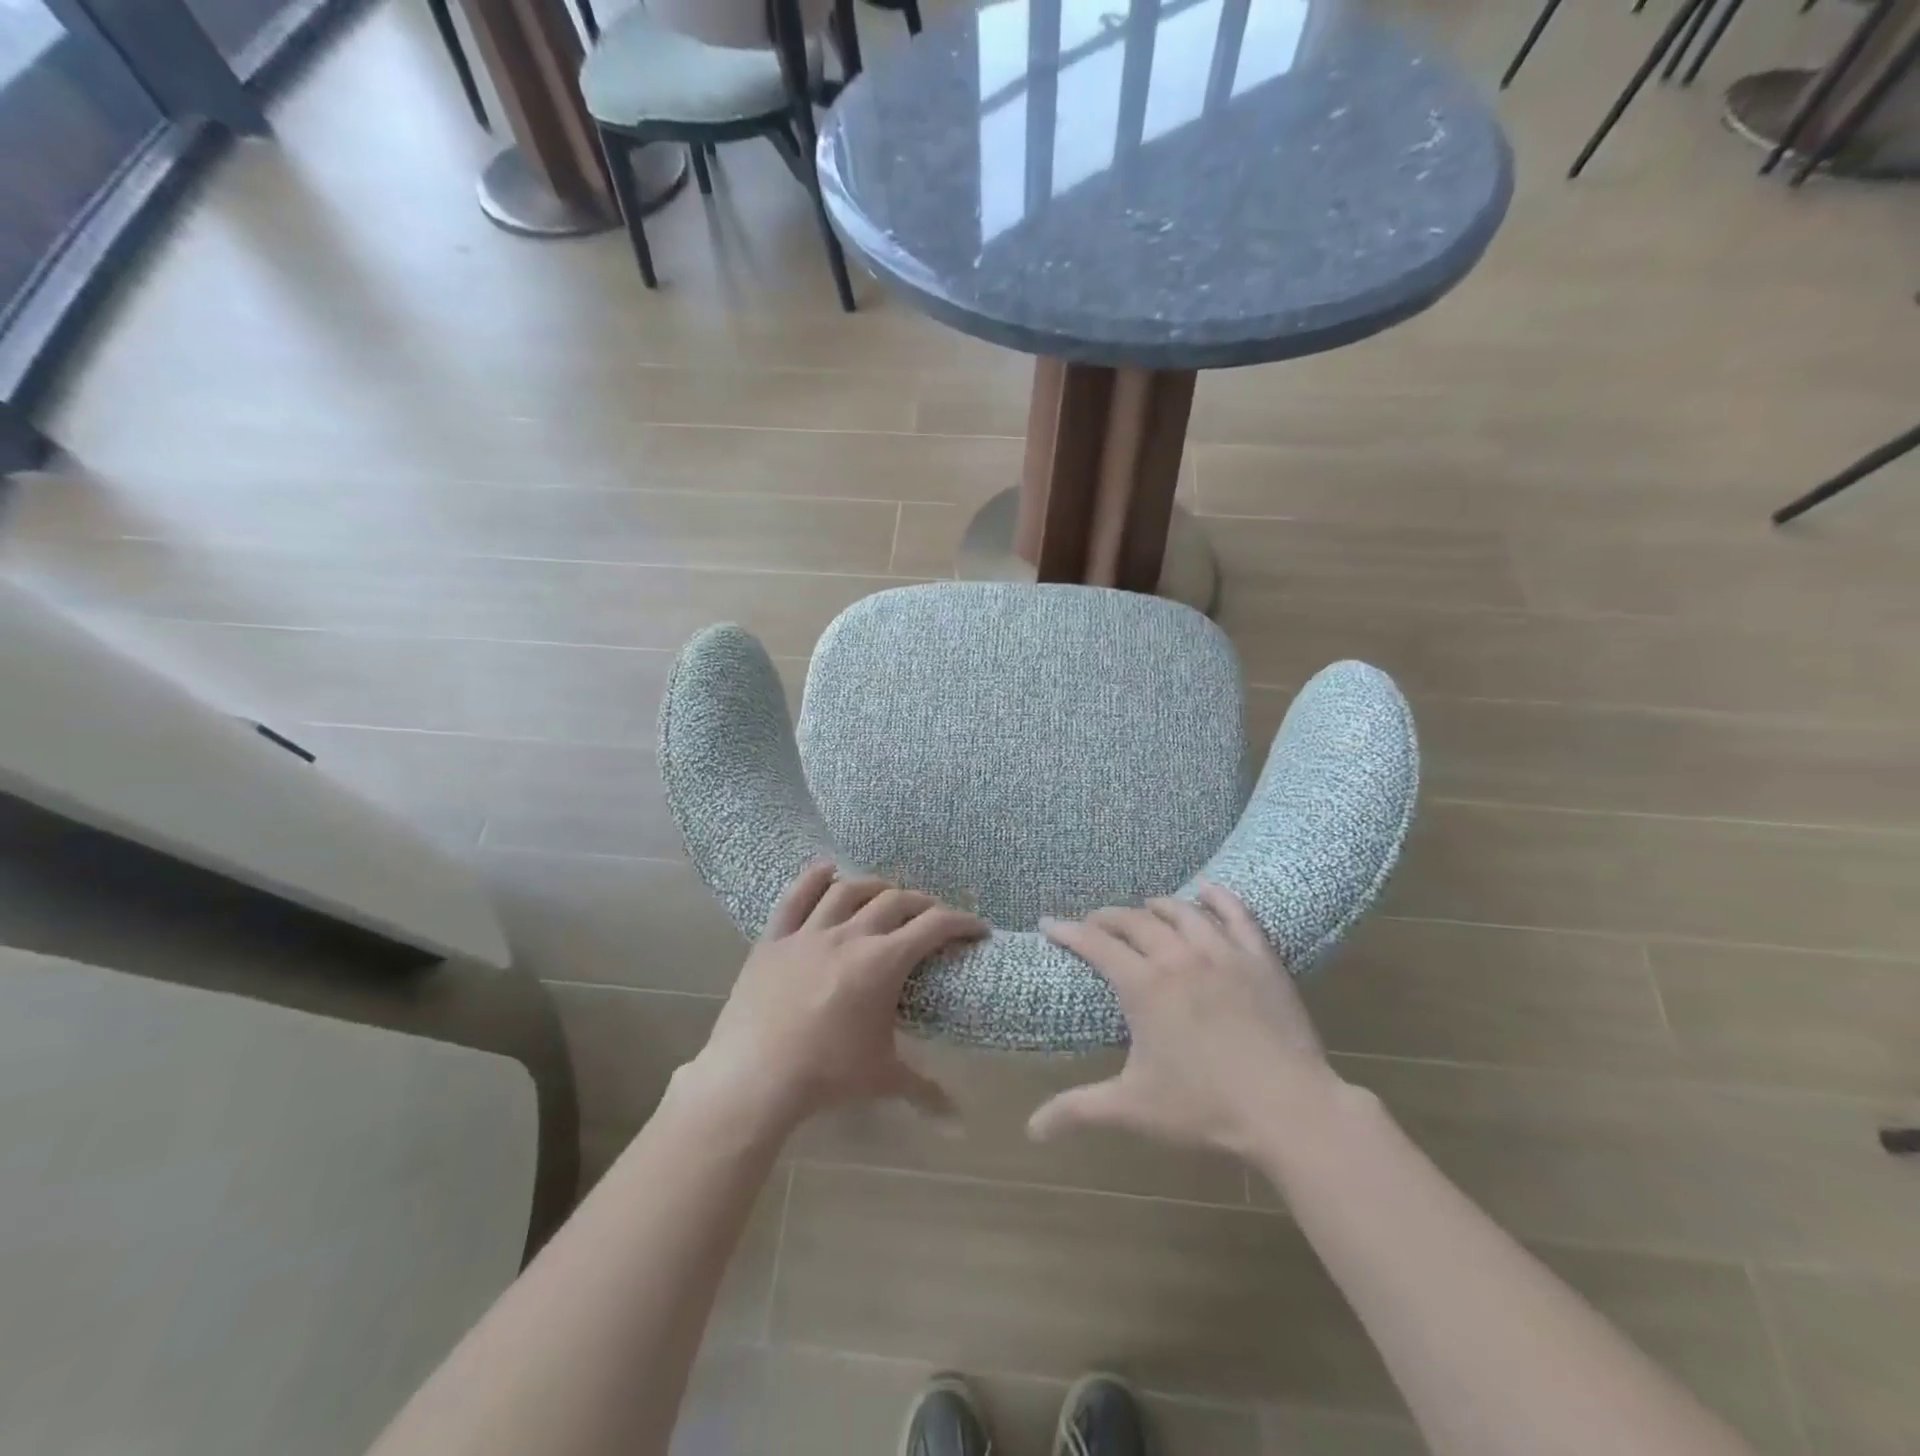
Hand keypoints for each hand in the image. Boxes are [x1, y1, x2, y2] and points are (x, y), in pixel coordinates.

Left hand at [678, 861, 986, 1133]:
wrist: (754, 1078)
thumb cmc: (826, 1075)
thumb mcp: (882, 1079)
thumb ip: (924, 1091)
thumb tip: (958, 1122)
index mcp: (882, 962)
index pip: (933, 927)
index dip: (961, 922)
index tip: (977, 928)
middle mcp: (850, 936)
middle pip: (895, 902)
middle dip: (922, 904)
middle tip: (932, 917)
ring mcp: (809, 933)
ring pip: (848, 891)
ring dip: (874, 887)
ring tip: (886, 893)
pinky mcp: (775, 939)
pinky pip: (795, 898)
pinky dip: (813, 879)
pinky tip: (826, 870)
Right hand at [1027, 882, 1342, 1159]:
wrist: (1288, 1109)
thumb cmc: (1205, 1108)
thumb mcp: (1133, 1108)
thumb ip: (1078, 1111)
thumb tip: (1032, 1131)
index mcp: (1144, 985)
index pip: (1095, 944)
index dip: (1068, 931)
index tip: (1048, 924)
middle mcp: (1178, 956)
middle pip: (1134, 921)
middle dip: (1107, 918)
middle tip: (1094, 924)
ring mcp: (1222, 952)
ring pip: (1181, 912)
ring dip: (1156, 906)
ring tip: (1145, 908)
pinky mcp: (1259, 957)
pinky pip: (1237, 914)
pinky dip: (1218, 897)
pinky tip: (1207, 890)